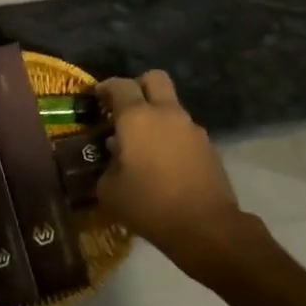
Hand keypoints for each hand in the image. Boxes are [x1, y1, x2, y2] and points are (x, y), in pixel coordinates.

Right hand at [95, 71, 245, 262]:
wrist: (206, 227)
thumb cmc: (149, 204)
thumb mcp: (110, 190)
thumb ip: (107, 166)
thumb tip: (114, 157)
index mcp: (137, 118)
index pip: (120, 86)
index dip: (105, 87)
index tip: (97, 97)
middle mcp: (166, 114)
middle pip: (154, 79)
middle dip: (138, 86)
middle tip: (125, 107)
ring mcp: (191, 128)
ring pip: (171, 106)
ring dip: (156, 116)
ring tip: (142, 144)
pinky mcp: (208, 146)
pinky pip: (183, 130)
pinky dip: (171, 137)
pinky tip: (162, 163)